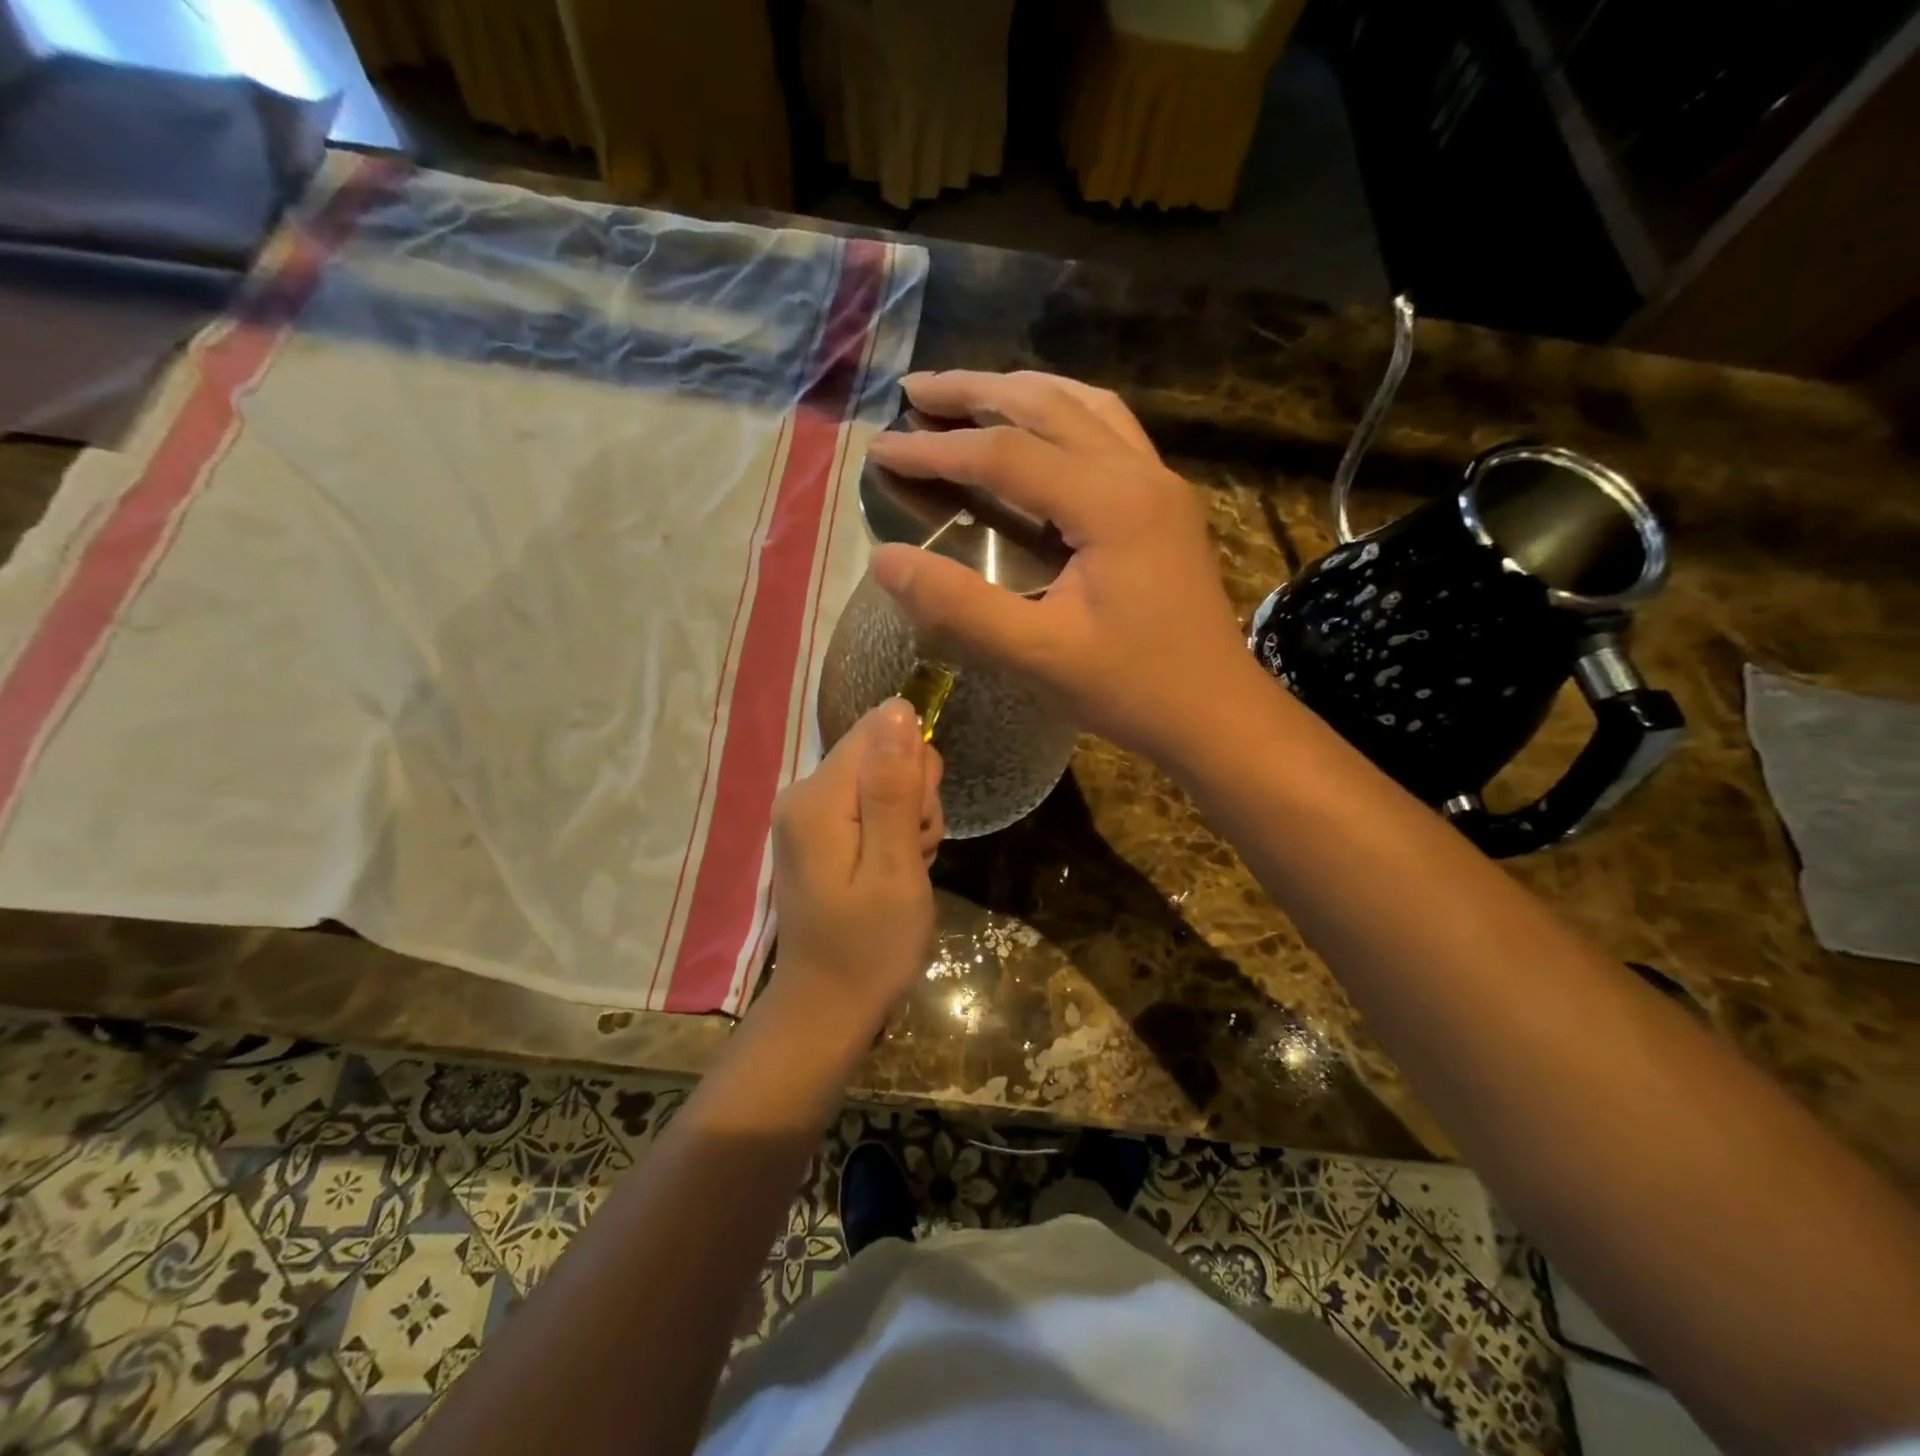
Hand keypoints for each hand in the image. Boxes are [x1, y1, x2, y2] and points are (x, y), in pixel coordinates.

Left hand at [770, 699, 943, 1029]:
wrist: (829, 1006)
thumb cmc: (870, 947)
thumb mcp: (894, 868)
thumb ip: (894, 788)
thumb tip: (898, 708)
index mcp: (817, 797)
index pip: (881, 732)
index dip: (915, 771)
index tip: (918, 825)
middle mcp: (803, 793)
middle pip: (882, 753)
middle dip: (914, 800)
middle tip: (912, 855)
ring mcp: (808, 813)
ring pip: (885, 780)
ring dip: (909, 821)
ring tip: (903, 871)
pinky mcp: (819, 831)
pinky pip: (871, 806)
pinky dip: (894, 835)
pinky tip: (892, 874)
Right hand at [866, 370, 1256, 766]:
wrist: (1217, 713)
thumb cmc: (1132, 689)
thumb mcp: (1038, 655)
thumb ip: (960, 606)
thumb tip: (884, 560)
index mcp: (1109, 503)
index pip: (1005, 454)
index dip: (936, 448)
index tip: (880, 447)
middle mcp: (1138, 472)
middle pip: (1046, 404)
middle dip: (973, 391)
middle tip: (914, 389)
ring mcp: (1158, 482)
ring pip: (1083, 406)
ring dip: (1020, 391)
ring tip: (967, 394)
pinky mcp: (1164, 502)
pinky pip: (1108, 429)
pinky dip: (1061, 412)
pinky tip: (1040, 428)